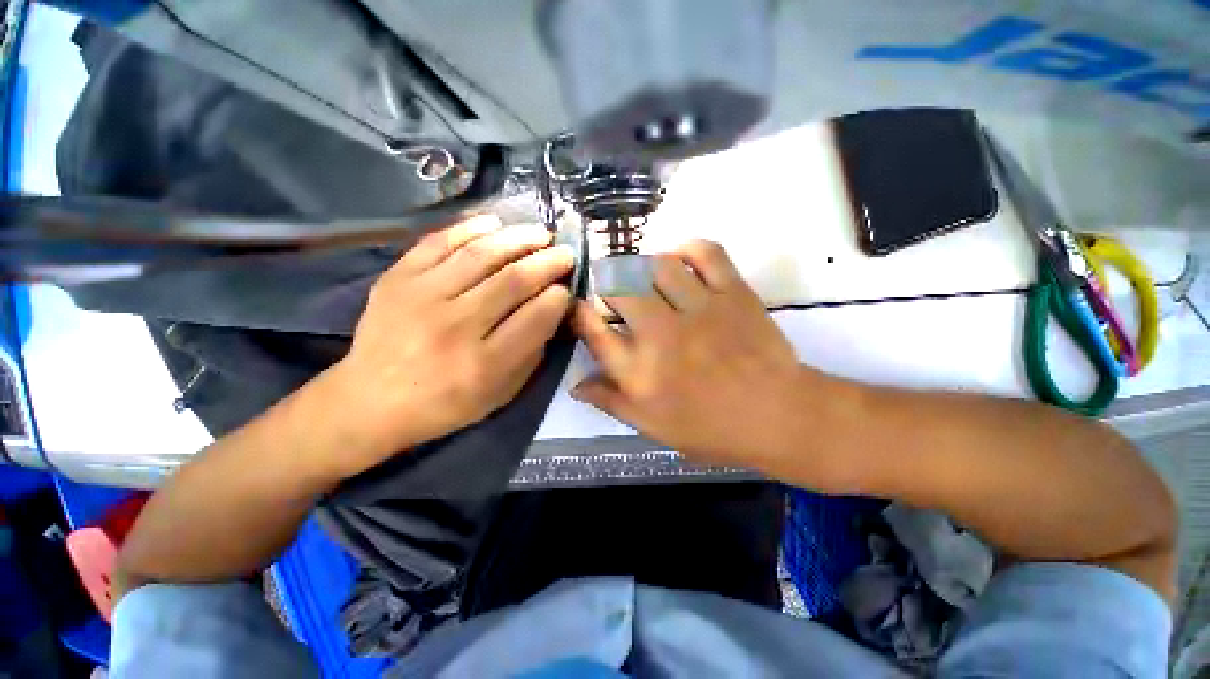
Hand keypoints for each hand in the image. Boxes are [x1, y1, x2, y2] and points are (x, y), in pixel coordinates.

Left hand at [319, 216, 573, 475]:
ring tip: (540, 233)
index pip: (536, 317)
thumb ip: (531, 352)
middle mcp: (456, 327)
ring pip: (481, 255)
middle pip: (514, 281)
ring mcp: (422, 298)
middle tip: (566, 253)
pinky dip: (471, 228)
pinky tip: (496, 224)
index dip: (559, 296)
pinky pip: (439, 242)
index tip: (567, 288)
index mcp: (485, 364)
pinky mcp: (397, 279)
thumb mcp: (501, 393)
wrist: (371, 400)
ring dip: (519, 238)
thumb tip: (552, 308)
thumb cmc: (446, 403)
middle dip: (549, 262)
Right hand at [571, 240, 807, 469]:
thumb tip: (575, 385)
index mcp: (639, 371)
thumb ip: (610, 402)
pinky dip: (688, 248)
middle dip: (606, 284)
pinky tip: (680, 260)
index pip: (593, 331)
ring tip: (645, 278)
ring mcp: (699, 308)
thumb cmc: (711, 428)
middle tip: (613, 292)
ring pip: (657, 265)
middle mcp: (661, 333)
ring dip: (643, 267)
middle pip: (618, 288)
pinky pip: (706, 253)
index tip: (580, 308)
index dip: (580, 313)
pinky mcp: (733, 292)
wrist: (778, 416)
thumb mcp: (652, 426)